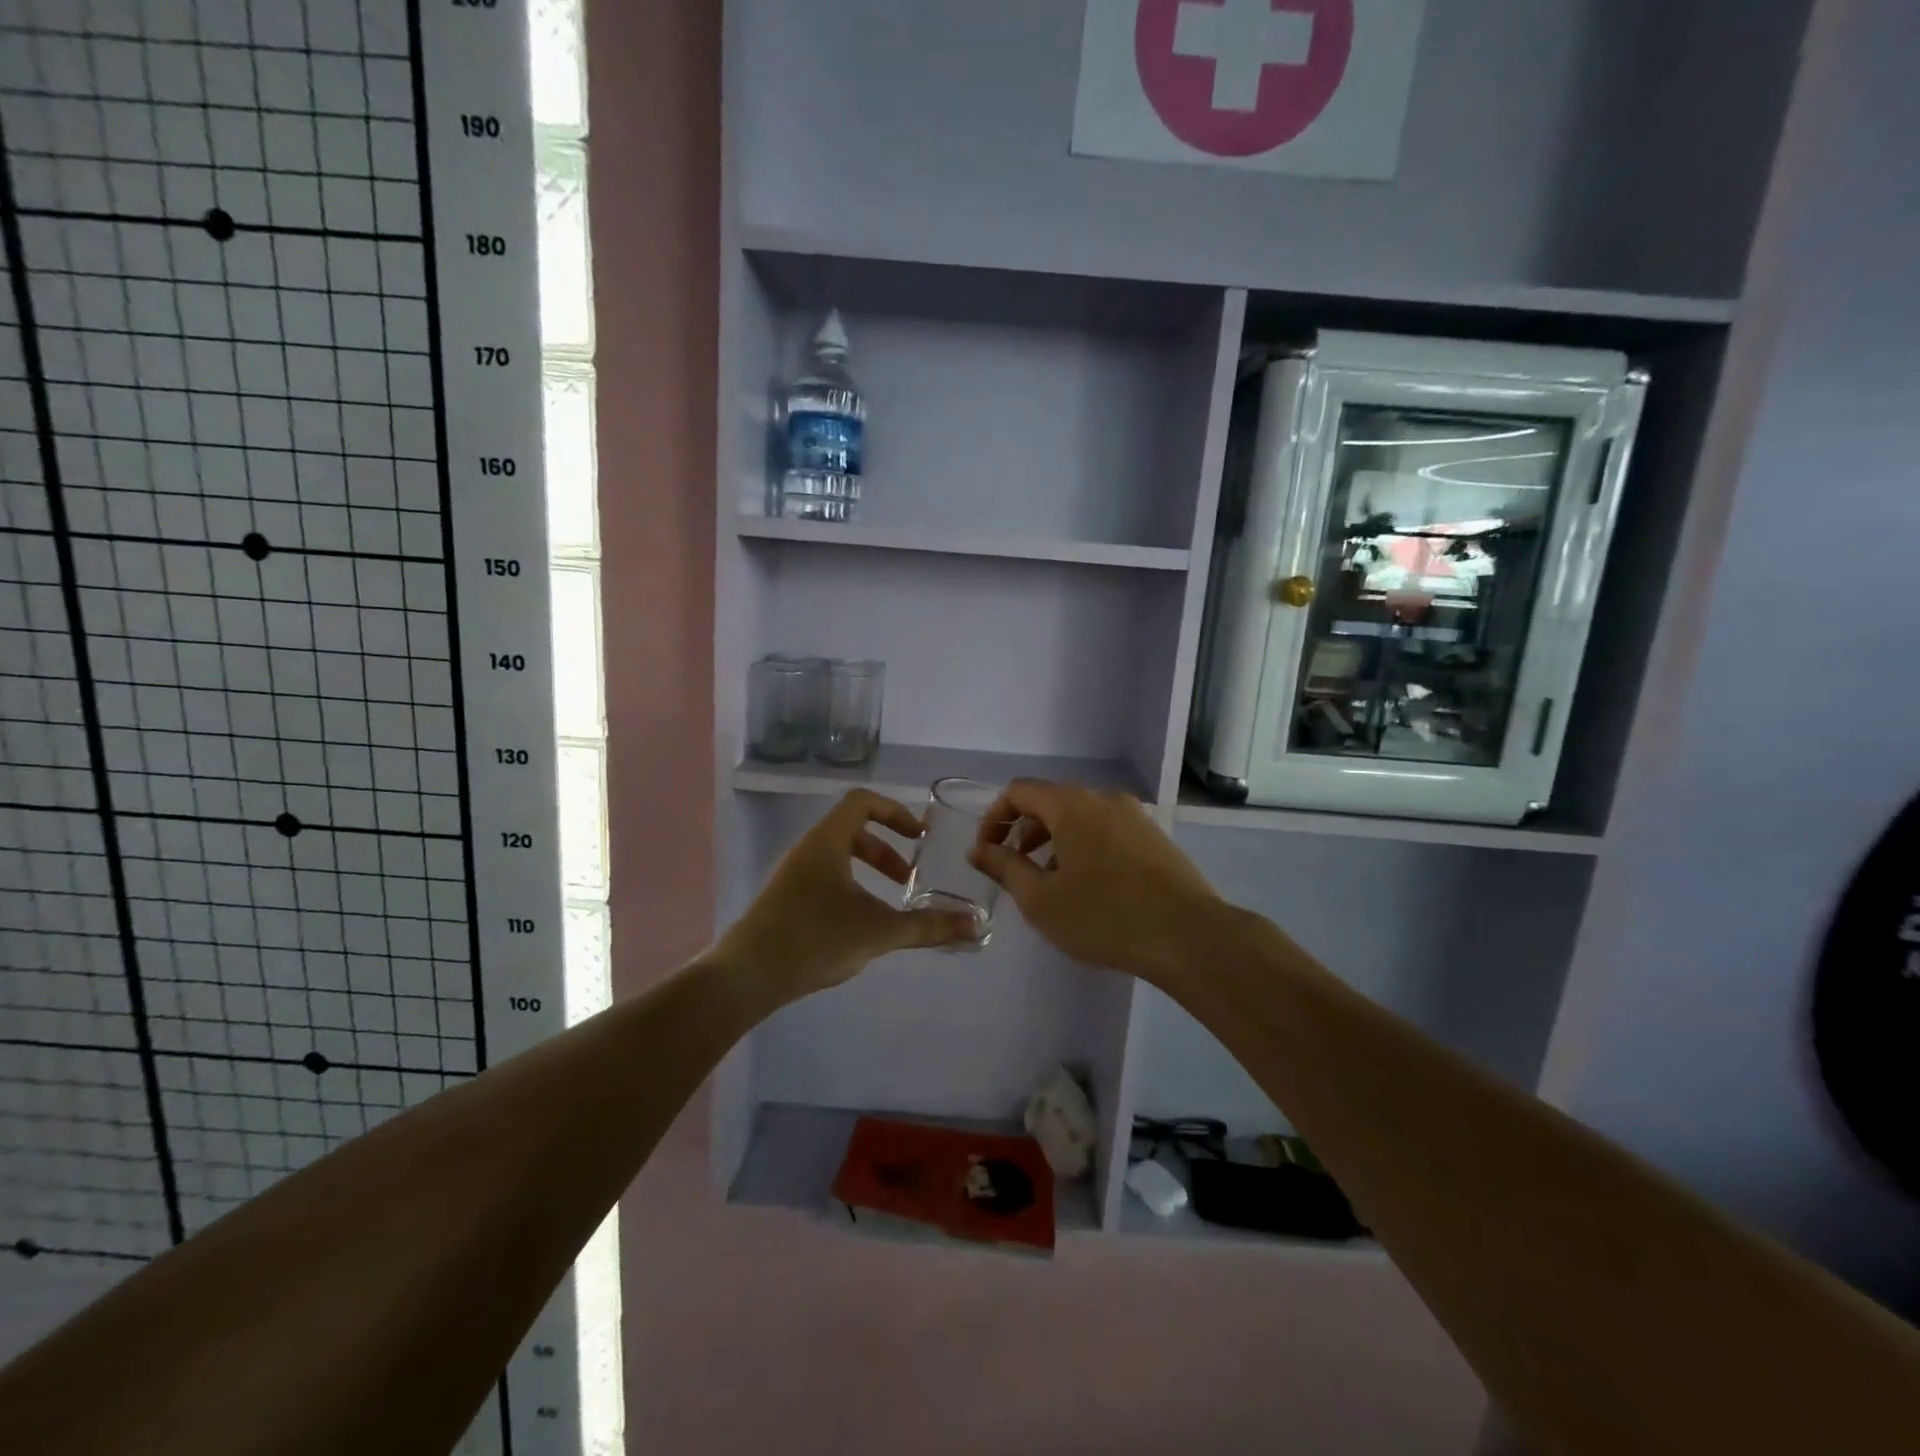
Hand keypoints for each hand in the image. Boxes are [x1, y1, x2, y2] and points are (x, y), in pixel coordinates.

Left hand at [714, 789, 978, 1002]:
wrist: (745, 977)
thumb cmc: (813, 939)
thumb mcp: (878, 931)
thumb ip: (927, 927)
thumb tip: (976, 925)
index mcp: (827, 841)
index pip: (862, 802)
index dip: (895, 812)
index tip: (919, 837)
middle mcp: (808, 850)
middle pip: (852, 831)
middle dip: (886, 852)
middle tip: (908, 879)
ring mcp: (792, 875)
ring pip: (838, 858)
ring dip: (868, 873)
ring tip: (889, 904)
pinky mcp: (785, 901)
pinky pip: (825, 879)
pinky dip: (850, 890)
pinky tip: (859, 927)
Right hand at [968, 780, 1222, 980]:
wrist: (1188, 936)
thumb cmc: (1104, 916)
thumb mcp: (1041, 899)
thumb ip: (1004, 868)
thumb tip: (978, 849)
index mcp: (1071, 804)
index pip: (1018, 791)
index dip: (994, 818)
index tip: (987, 853)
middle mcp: (1103, 798)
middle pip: (1050, 802)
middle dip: (1024, 832)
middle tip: (1014, 870)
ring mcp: (1134, 815)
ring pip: (1080, 818)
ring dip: (1054, 842)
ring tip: (1050, 883)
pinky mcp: (1154, 837)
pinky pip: (1106, 830)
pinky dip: (1084, 847)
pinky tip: (1089, 887)